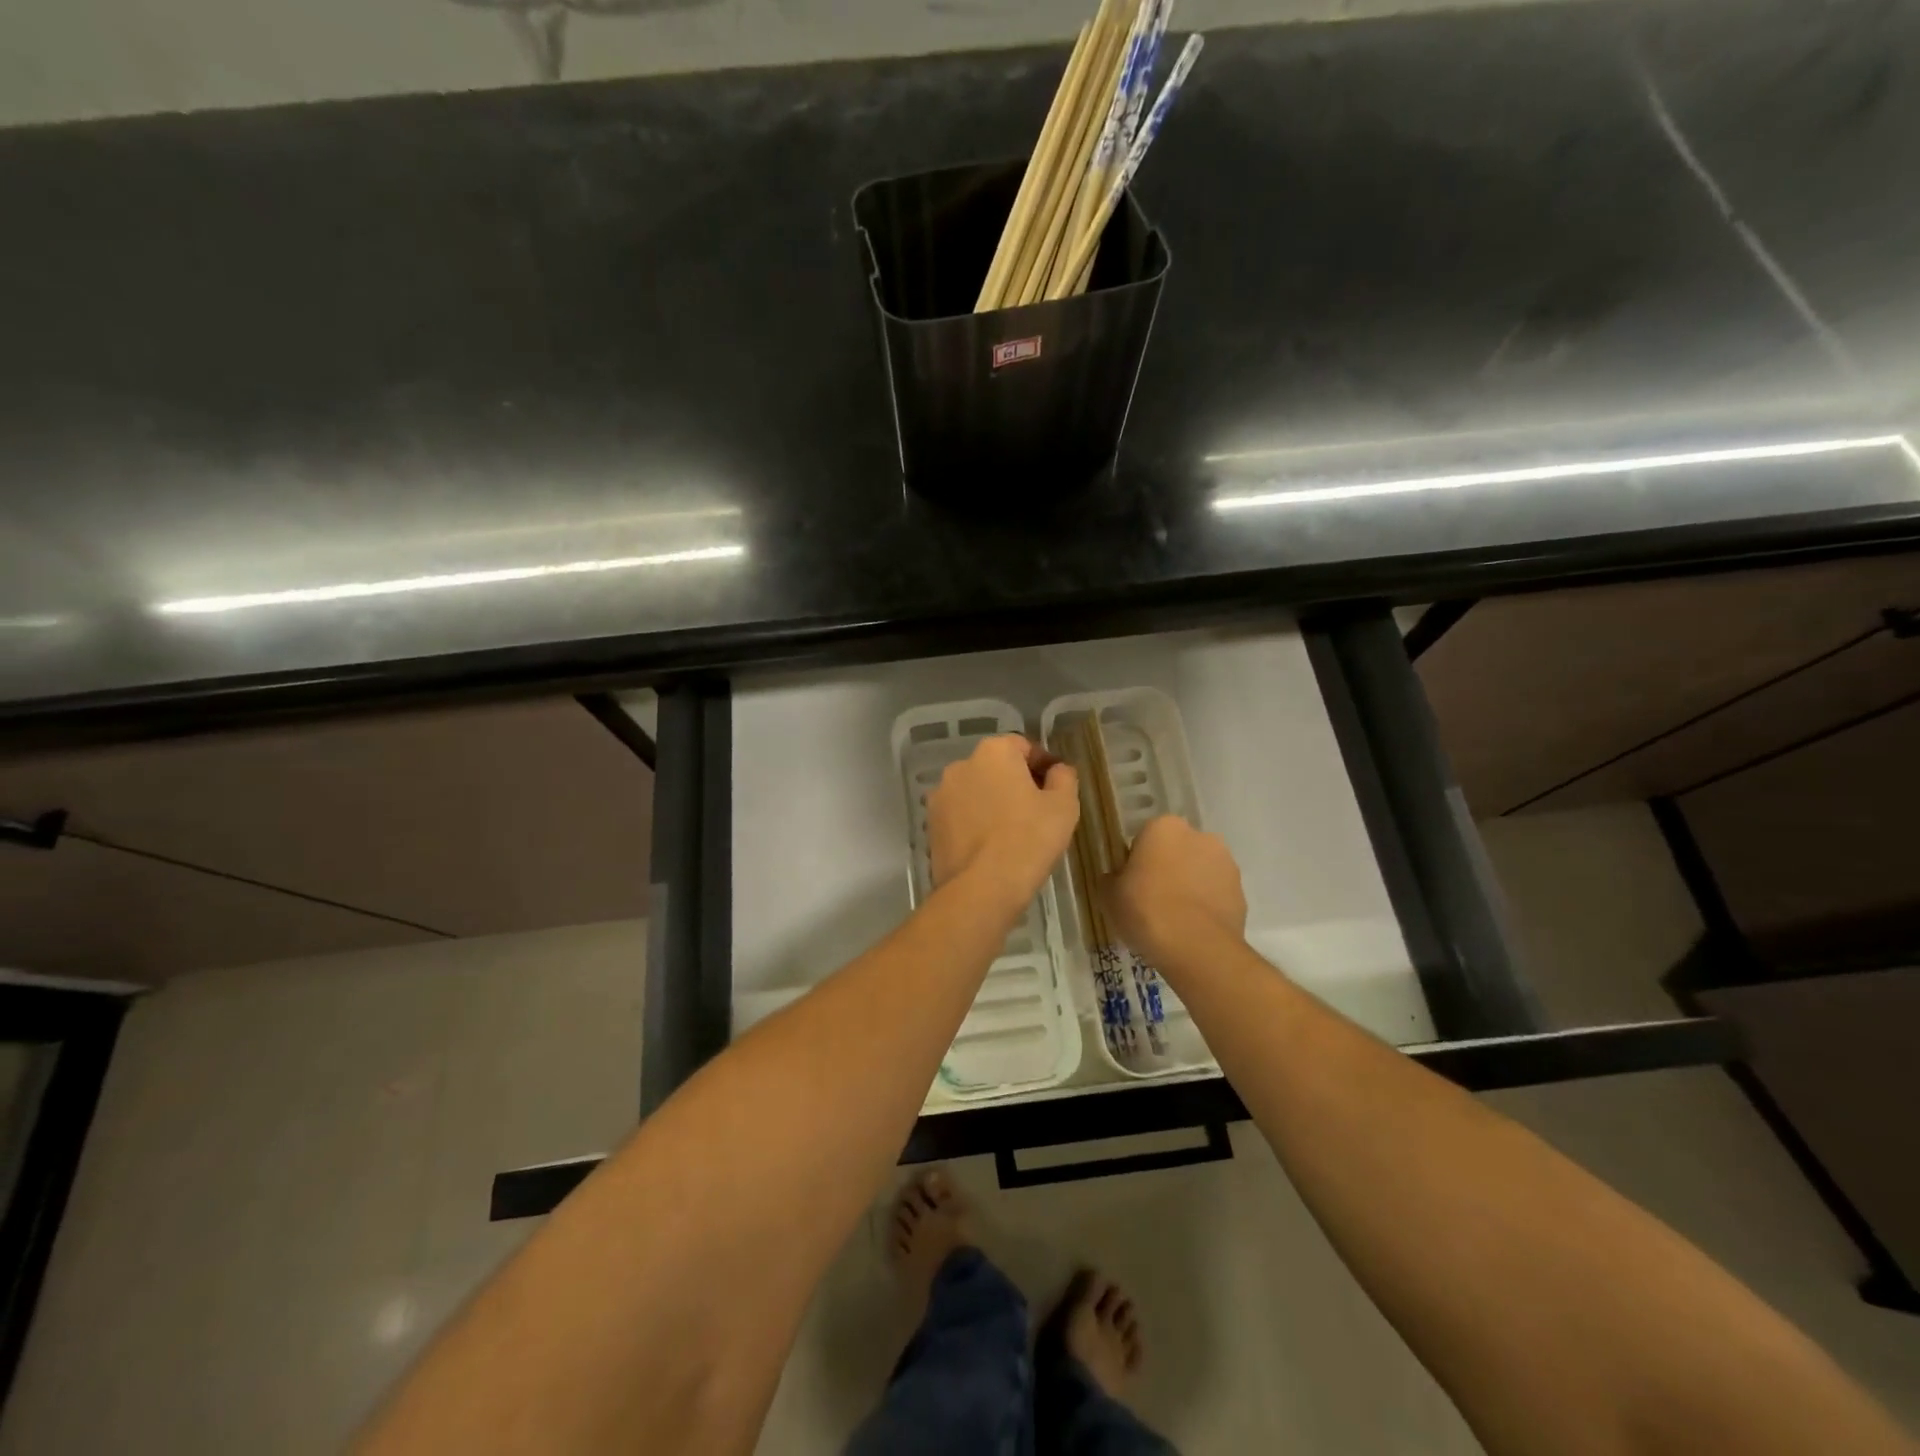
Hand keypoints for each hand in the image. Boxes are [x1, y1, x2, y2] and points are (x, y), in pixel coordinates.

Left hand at [928, 735, 1079, 910]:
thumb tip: (1057, 770)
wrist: (981, 889)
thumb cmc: (1029, 840)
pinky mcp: (930, 824)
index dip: (1043, 765)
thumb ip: (1064, 777)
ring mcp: (940, 795)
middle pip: (996, 767)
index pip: (1023, 746)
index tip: (1056, 788)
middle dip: (1015, 782)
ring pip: (976, 791)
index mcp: (993, 752)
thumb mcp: (1063, 806)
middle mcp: (961, 765)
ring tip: (1012, 832)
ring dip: (993, 802)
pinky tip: (990, 846)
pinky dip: (975, 822)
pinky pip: (960, 815)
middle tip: (1037, 811)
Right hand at [1103, 815, 1246, 971]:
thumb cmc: (1145, 909)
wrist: (1196, 947)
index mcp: (1164, 827)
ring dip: (1189, 885)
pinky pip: (1216, 894)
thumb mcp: (1108, 895)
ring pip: (1199, 870)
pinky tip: (1193, 929)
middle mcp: (1199, 836)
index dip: (1136, 861)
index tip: (1131, 884)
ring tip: (1174, 918)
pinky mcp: (1241, 892)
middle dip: (1167, 868)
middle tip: (1151, 899)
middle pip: (1176, 850)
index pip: (1145, 838)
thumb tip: (1115, 878)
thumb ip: (1110, 879)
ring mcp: (1226, 864)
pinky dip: (1206, 906)